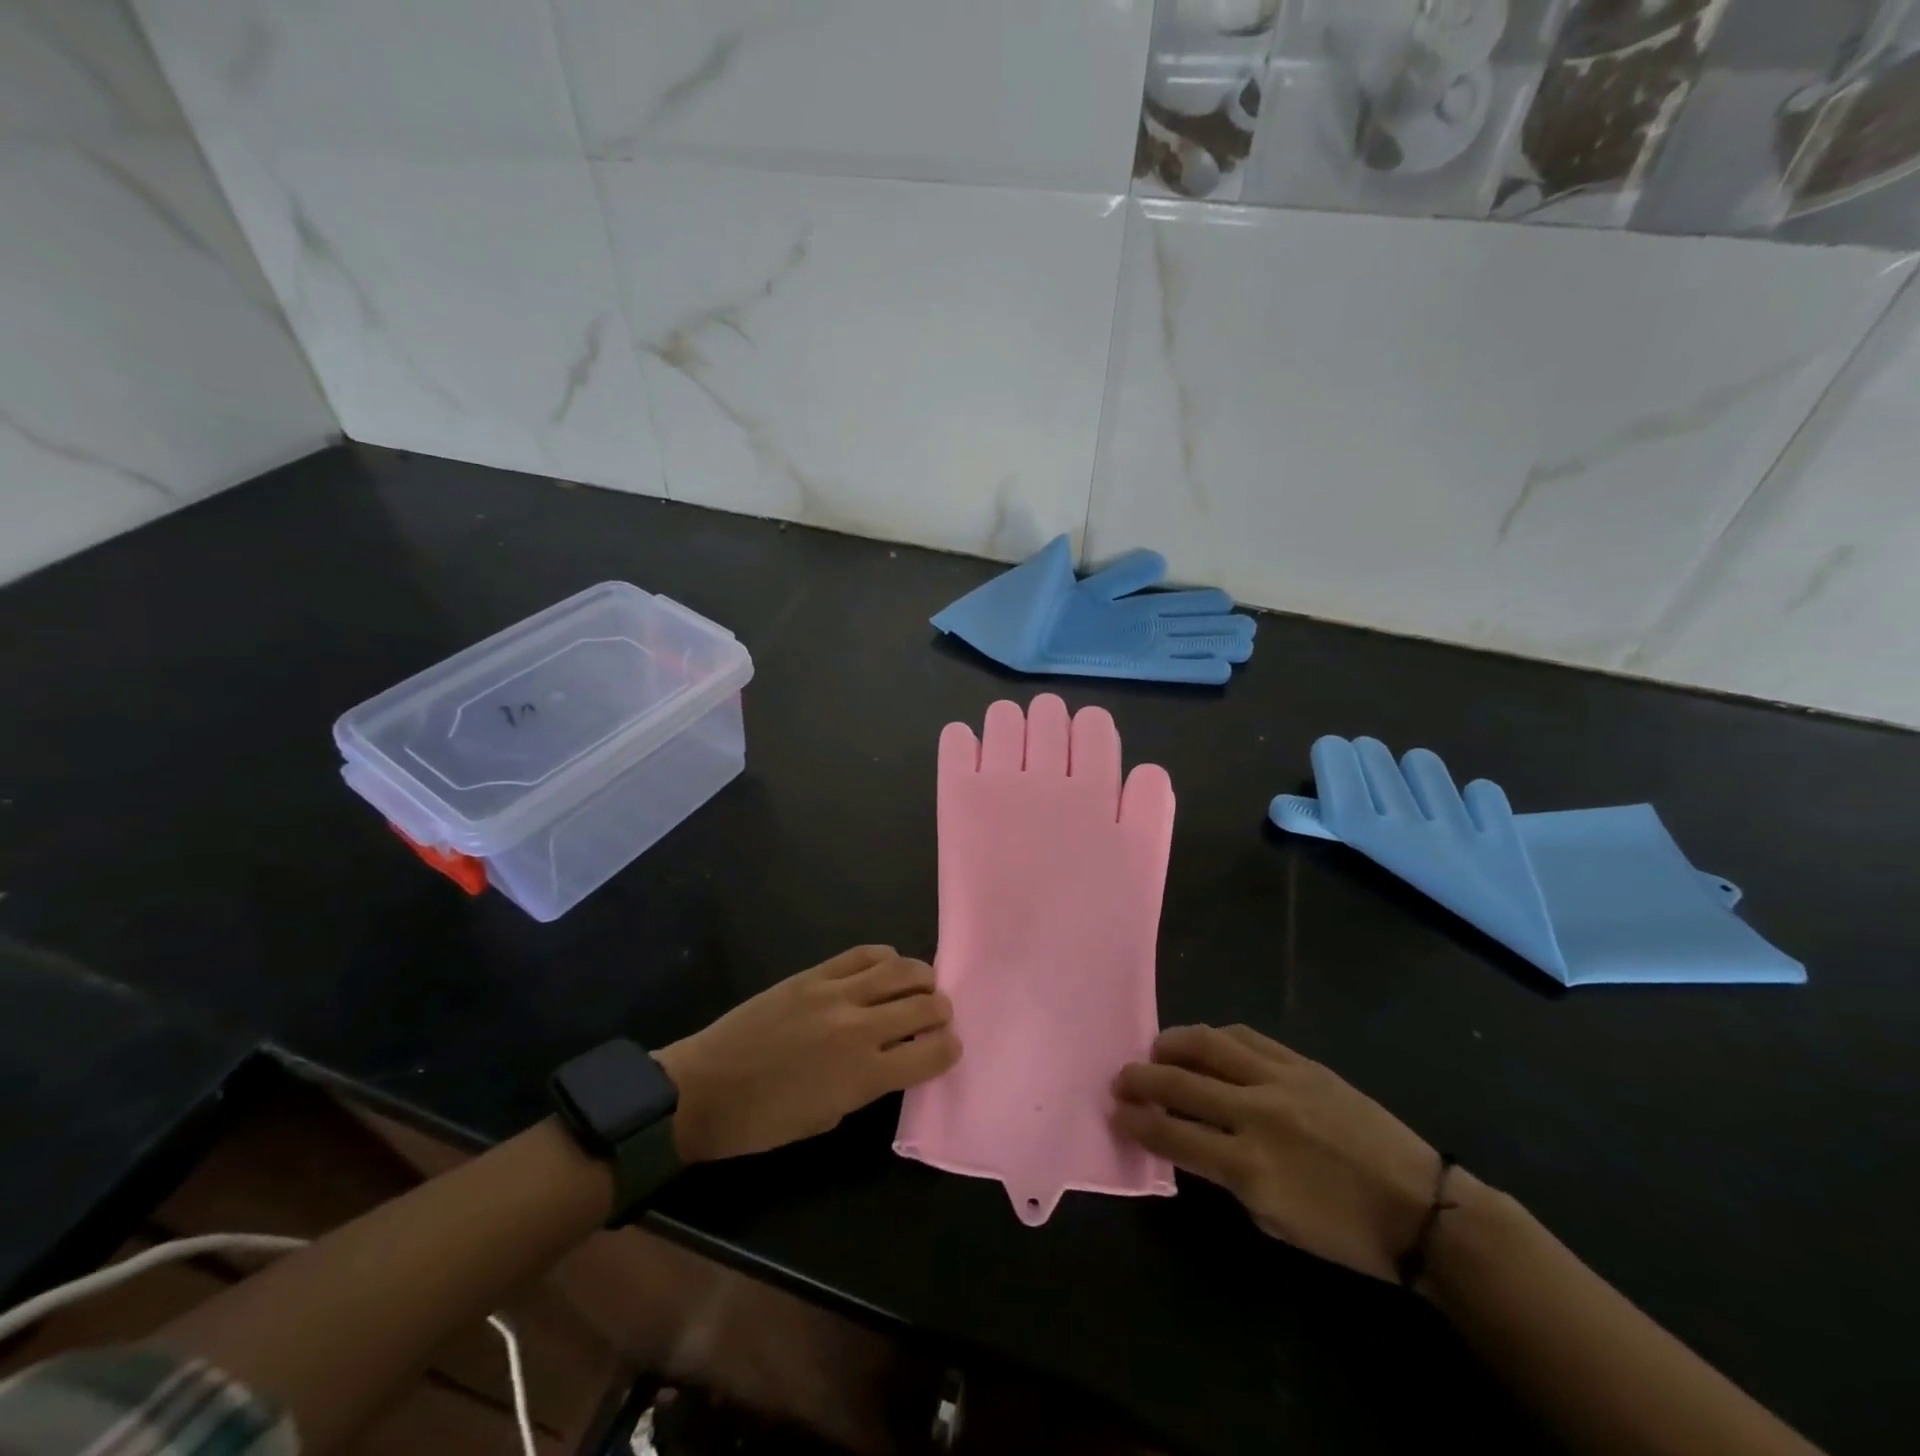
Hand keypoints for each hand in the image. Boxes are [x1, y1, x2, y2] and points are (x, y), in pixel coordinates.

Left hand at [657, 946, 960, 1162]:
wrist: (703, 1089)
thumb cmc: (763, 1122)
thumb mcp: (827, 1117)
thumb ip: (868, 1085)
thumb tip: (893, 1057)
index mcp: (864, 1076)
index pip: (932, 1053)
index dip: (949, 1049)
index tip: (949, 1048)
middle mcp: (858, 1028)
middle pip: (924, 1005)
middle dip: (942, 1011)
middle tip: (939, 1016)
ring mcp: (835, 993)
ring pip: (900, 970)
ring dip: (922, 978)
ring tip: (922, 986)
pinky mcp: (814, 974)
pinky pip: (863, 954)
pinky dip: (885, 958)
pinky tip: (887, 968)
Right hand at [1113, 1025, 1439, 1281]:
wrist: (1421, 1207)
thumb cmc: (1346, 1232)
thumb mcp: (1274, 1221)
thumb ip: (1227, 1178)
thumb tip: (1192, 1143)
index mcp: (1249, 1167)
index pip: (1172, 1135)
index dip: (1137, 1124)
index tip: (1116, 1114)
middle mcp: (1256, 1113)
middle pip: (1179, 1083)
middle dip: (1140, 1079)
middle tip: (1120, 1079)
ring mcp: (1279, 1080)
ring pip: (1208, 1044)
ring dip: (1171, 1045)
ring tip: (1155, 1050)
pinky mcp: (1301, 1062)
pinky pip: (1246, 1036)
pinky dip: (1215, 1037)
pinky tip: (1204, 1043)